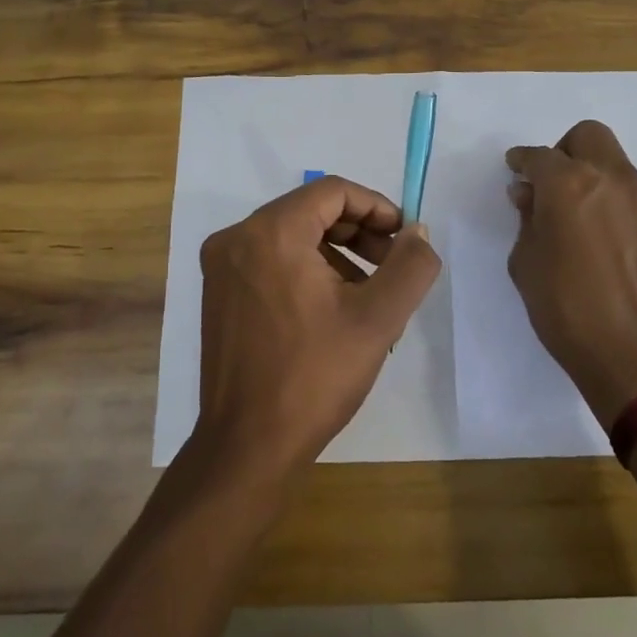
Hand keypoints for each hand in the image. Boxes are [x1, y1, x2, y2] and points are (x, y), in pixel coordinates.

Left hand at [193, 175, 442, 479]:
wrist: (247, 445)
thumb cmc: (314, 377)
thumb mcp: (377, 319)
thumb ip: (410, 266)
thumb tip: (418, 233)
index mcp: (271, 233)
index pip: (333, 191)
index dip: (377, 207)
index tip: (405, 239)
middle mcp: (237, 238)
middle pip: (311, 211)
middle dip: (359, 233)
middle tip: (392, 267)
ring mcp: (221, 266)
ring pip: (291, 237)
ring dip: (336, 254)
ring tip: (368, 297)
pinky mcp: (217, 293)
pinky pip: (270, 261)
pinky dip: (306, 270)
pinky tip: (332, 311)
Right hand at [505, 121, 636, 426]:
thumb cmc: (566, 309)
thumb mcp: (526, 264)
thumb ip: (527, 220)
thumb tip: (530, 196)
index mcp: (568, 185)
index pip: (538, 156)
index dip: (521, 161)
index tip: (515, 171)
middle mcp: (610, 179)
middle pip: (587, 136)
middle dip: (564, 150)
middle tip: (551, 184)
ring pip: (614, 163)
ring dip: (591, 175)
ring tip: (577, 216)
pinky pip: (631, 193)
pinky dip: (612, 199)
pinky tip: (603, 238)